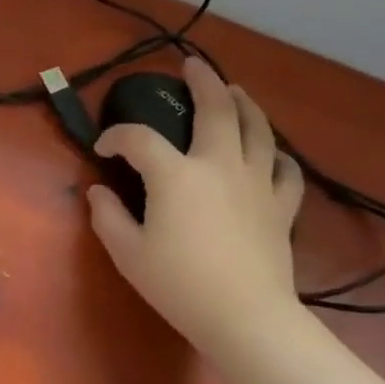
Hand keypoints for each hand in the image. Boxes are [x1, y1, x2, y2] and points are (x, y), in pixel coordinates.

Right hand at [87, 56, 305, 353]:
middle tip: (193, 66)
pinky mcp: (282, 206)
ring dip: (245, 104)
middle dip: (203, 82)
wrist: (245, 317)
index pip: (139, 139)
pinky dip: (278, 156)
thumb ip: (107, 217)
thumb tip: (98, 192)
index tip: (104, 147)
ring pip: (258, 128)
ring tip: (236, 92)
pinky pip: (287, 170)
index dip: (116, 136)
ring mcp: (257, 182)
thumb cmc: (179, 284)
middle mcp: (219, 164)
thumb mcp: (128, 253)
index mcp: (176, 174)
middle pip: (215, 109)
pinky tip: (273, 153)